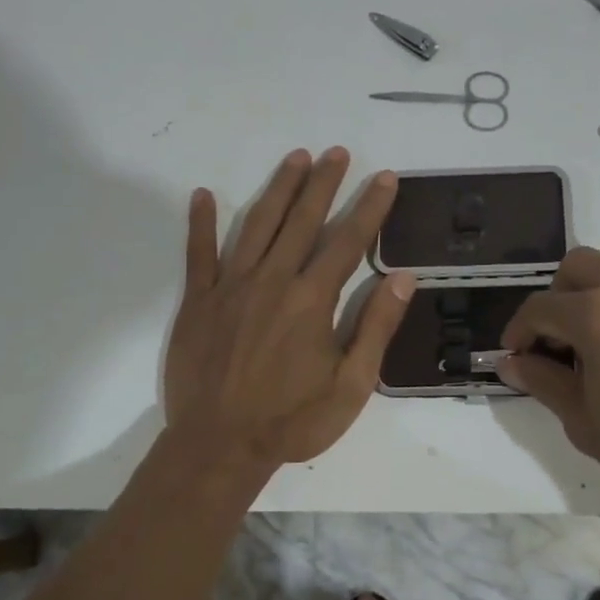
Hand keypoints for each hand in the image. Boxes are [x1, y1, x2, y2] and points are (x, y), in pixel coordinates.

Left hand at [165, 148, 415, 471]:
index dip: (369, 207)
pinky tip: (202, 194)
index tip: (384, 177)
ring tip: (296, 158)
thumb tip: (402, 278)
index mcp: (312, 300)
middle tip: (337, 152)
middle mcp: (272, 281)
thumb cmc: (292, 421)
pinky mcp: (198, 301)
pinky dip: (199, 223)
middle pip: (302, 220)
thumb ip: (376, 327)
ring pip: (257, 225)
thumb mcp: (351, 385)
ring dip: (278, 189)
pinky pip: (198, 254)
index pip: (348, 241)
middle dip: (323, 183)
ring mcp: (230, 287)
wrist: (219, 447)